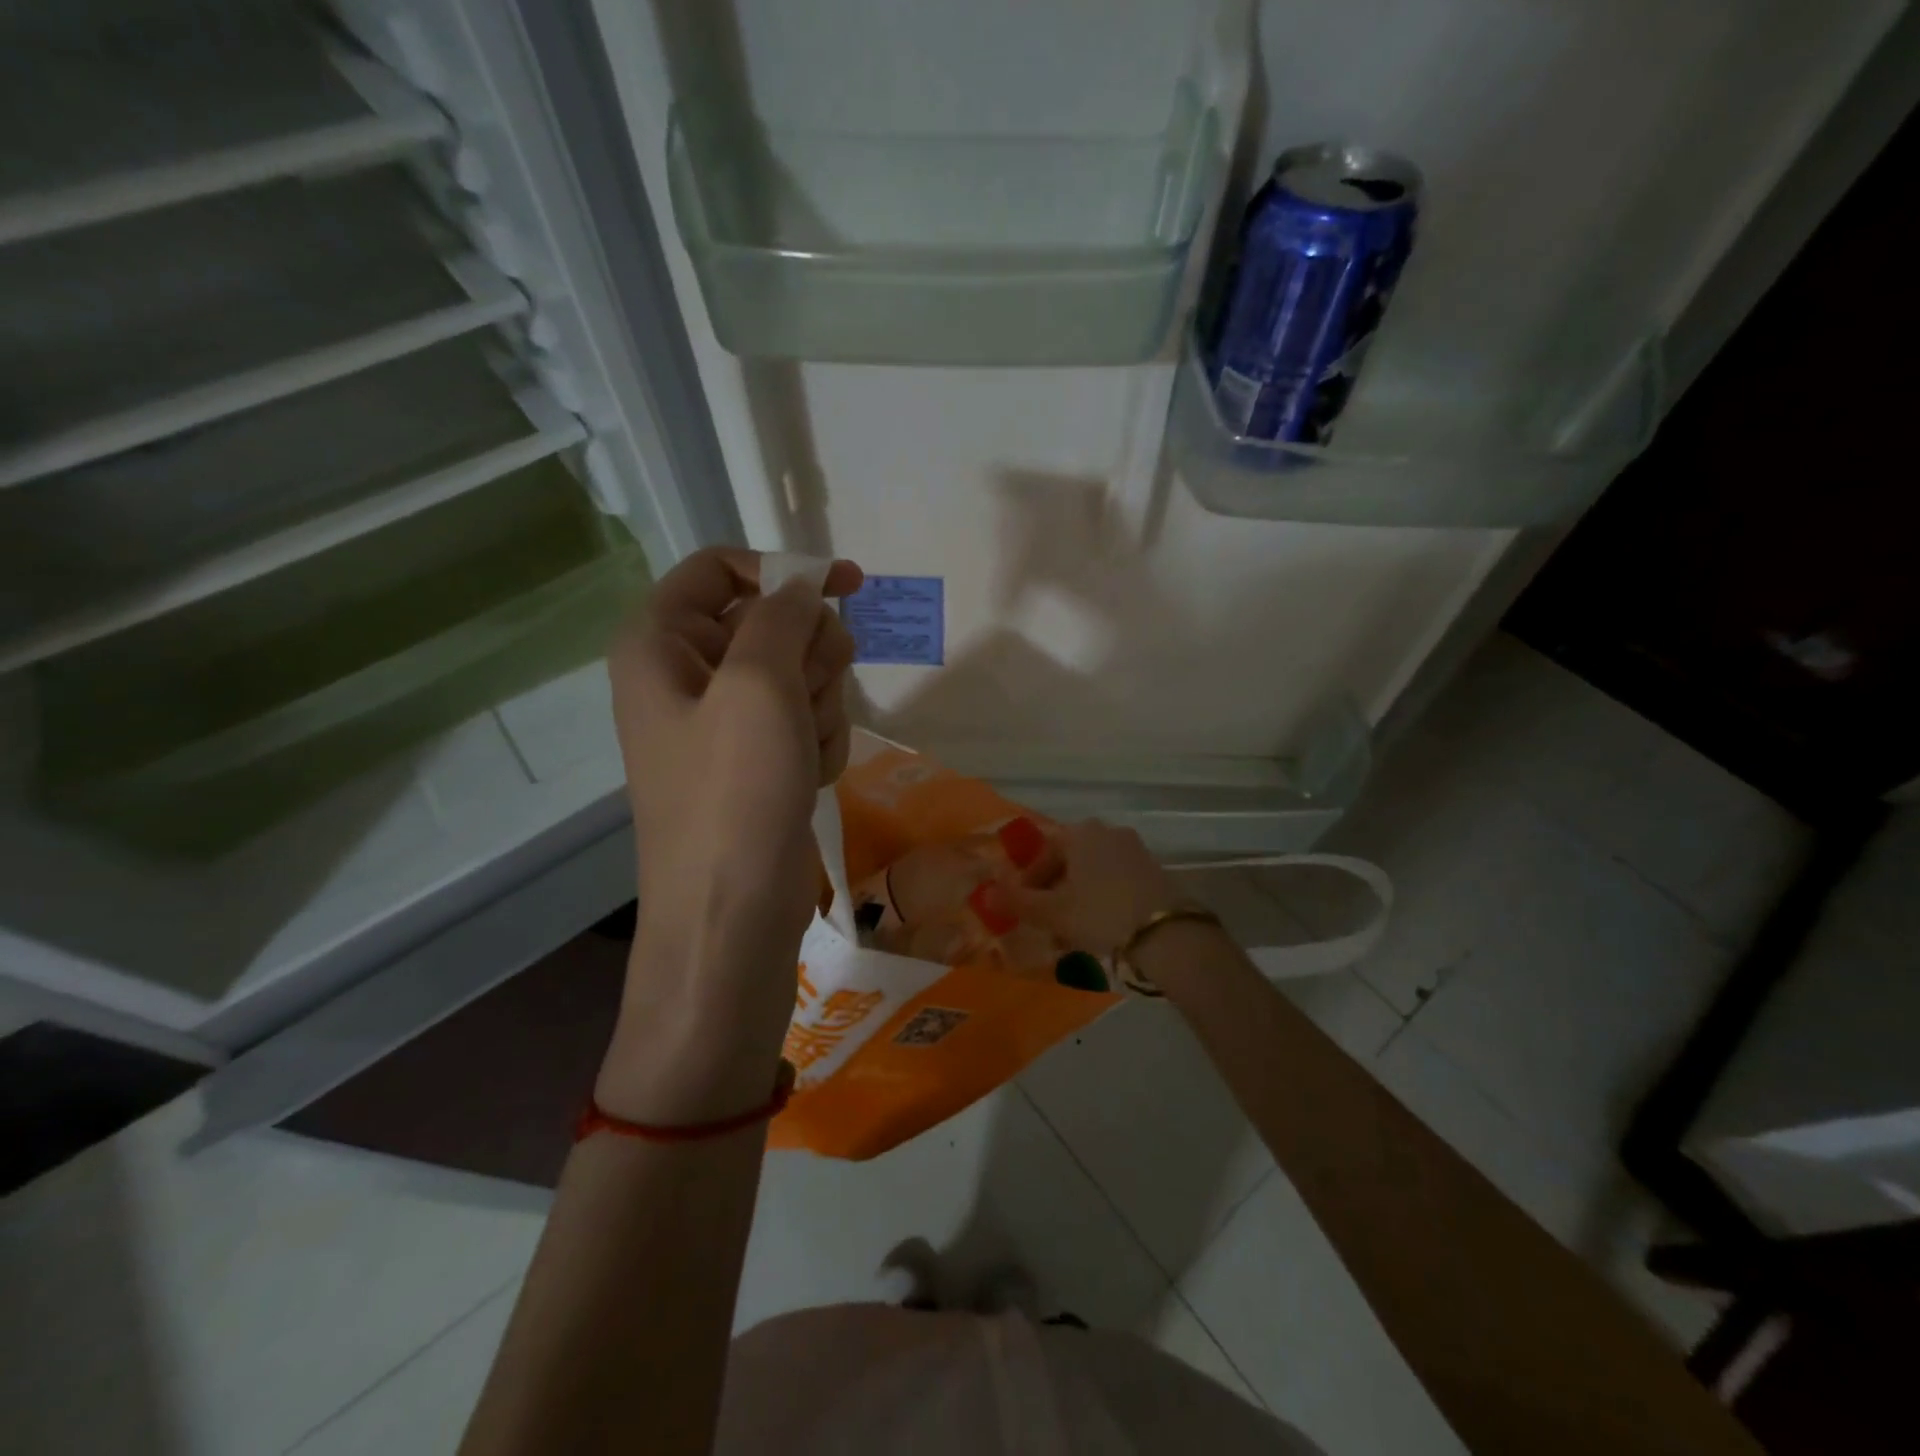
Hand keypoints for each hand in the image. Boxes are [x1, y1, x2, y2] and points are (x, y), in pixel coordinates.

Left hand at [601, 547, 860, 1120]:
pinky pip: (804, 719)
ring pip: (799, 672)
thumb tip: (803, 585)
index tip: (847, 586)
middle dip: (807, 656)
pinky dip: (818, 741)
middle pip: (771, 620)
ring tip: (803, 753)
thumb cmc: (734, 796)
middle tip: (805, 700)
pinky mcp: (755, 759)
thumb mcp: (759, 687)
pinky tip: (808, 776)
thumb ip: (783, 616)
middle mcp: (686, 673)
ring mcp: (723, 720)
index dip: (783, 569)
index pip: (722, 567)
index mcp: (660, 642)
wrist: (732, 919)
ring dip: (819, 705)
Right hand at [997, 820, 1178, 957]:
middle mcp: (1109, 832)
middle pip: (1069, 862)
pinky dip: (1102, 902)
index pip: (1043, 852)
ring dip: (1077, 900)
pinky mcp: (1156, 872)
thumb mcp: (1053, 912)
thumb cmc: (1101, 914)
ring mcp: (1136, 851)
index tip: (1023, 909)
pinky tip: (1101, 931)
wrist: (1168, 935)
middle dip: (1053, 893)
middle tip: (1046, 925)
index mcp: (1081, 833)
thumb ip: (1017, 902)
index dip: (1028, 882)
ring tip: (1071, 935)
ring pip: (1093, 875)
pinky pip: (1116, 883)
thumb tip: (985, 894)